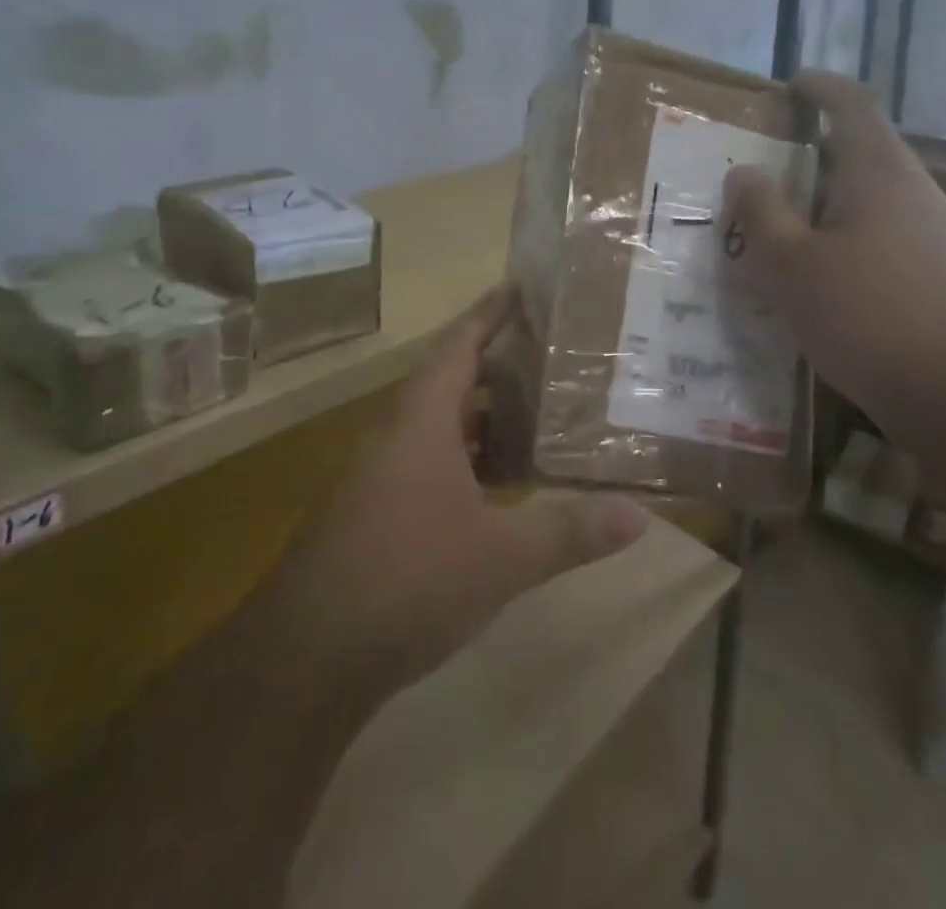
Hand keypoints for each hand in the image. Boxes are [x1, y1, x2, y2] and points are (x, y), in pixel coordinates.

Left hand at [269, 287, 649, 704]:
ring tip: (536, 413)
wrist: (306, 658)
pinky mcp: (374, 510)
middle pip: (450, 379)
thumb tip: (640, 517)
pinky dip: (466, 457)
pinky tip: (498, 485)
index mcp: (422, 419)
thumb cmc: (407, 579)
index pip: (459, 344)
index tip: (520, 286)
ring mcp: (380, 473)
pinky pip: (428, 460)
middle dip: (497, 364)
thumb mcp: (501, 557)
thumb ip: (570, 532)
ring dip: (482, 417)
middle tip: (550, 354)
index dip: (490, 312)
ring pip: (439, 425)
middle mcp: (396, 433)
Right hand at [722, 71, 945, 416]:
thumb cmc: (862, 313)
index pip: (851, 104)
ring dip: (826, 196)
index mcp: (878, 171)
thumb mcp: (788, 262)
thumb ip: (760, 210)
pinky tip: (820, 268)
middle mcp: (912, 188)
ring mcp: (931, 229)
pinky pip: (881, 228)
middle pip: (861, 148)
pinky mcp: (936, 267)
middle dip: (813, 150)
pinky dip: (844, 230)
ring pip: (870, 193)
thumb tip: (744, 172)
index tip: (788, 86)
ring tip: (784, 221)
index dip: (819, 87)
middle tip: (766, 167)